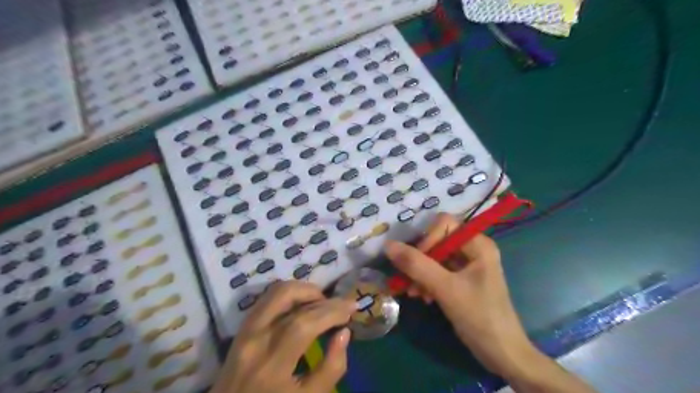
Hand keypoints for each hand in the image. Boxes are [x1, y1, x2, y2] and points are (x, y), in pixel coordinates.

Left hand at [211, 281, 356, 392]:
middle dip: (321, 297)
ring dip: (303, 290)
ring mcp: (245, 330)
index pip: (304, 323)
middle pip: (288, 299)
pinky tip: (303, 304)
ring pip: (276, 292)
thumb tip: (344, 333)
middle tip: (341, 304)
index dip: (332, 311)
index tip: (352, 307)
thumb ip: (331, 369)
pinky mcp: (242, 327)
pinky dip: (289, 294)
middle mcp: (255, 339)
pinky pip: (268, 299)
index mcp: (271, 364)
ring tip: (323, 302)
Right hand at [385, 214, 537, 379]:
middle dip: (420, 260)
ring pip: (435, 257)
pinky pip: (438, 271)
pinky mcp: (462, 279)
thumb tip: (388, 245)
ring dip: (420, 273)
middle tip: (407, 281)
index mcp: (478, 244)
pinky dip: (427, 282)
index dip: (427, 239)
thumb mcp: (446, 289)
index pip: (444, 224)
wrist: (502, 354)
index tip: (416, 262)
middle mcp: (474, 249)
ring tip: (412, 293)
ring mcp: (468, 265)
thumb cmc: (479, 317)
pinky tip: (422, 297)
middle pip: (437, 241)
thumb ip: (416, 265)